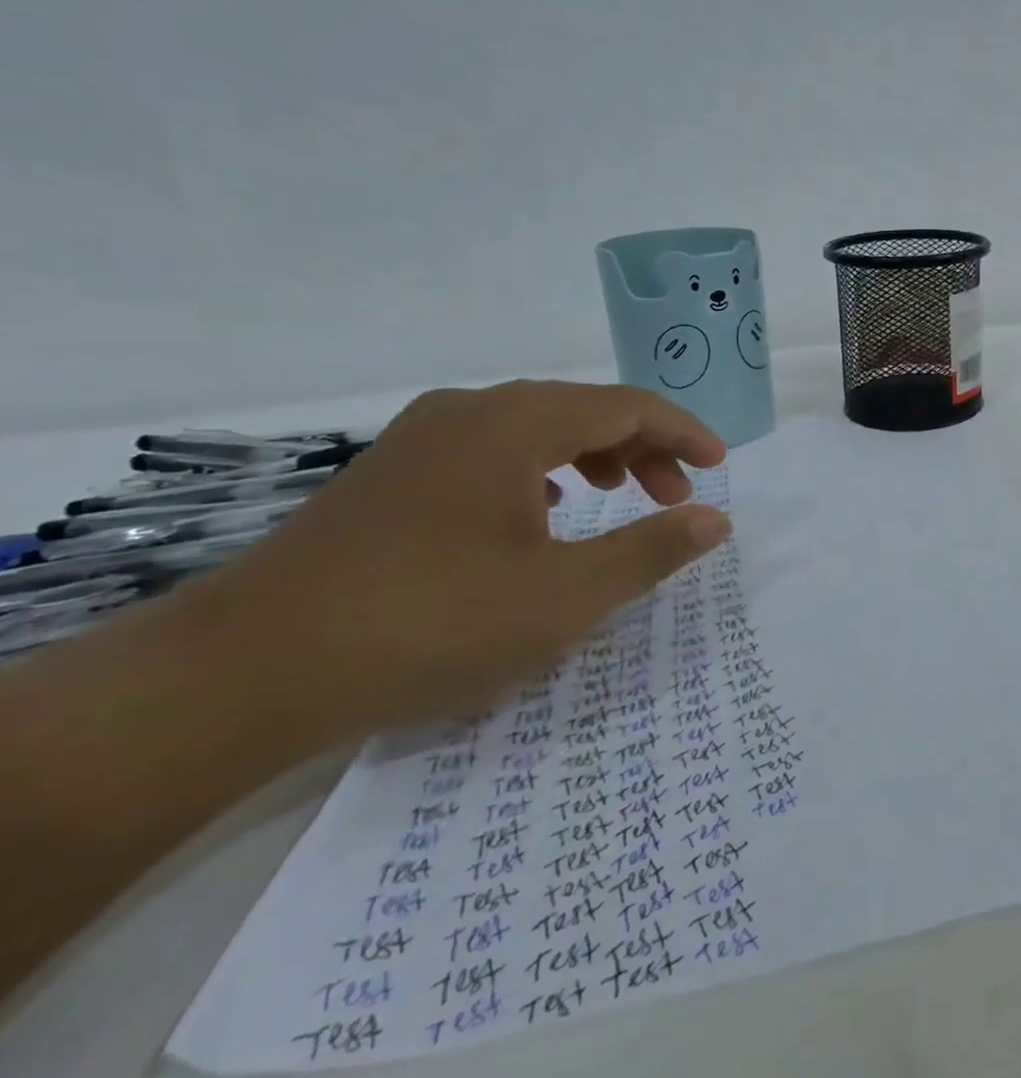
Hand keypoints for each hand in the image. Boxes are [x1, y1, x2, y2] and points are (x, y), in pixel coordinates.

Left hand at [200, 381, 731, 740]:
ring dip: (594, 455)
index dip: (683, 433)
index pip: (627, 405)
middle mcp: (470, 410)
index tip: (719, 466)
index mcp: (516, 424)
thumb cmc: (429, 624)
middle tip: (674, 497)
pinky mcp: (392, 472)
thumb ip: (650, 550)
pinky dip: (542, 468)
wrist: (244, 672)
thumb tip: (714, 521)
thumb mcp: (563, 597)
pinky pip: (493, 448)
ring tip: (619, 498)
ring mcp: (422, 438)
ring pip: (536, 426)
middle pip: (583, 408)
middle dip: (643, 448)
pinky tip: (542, 511)